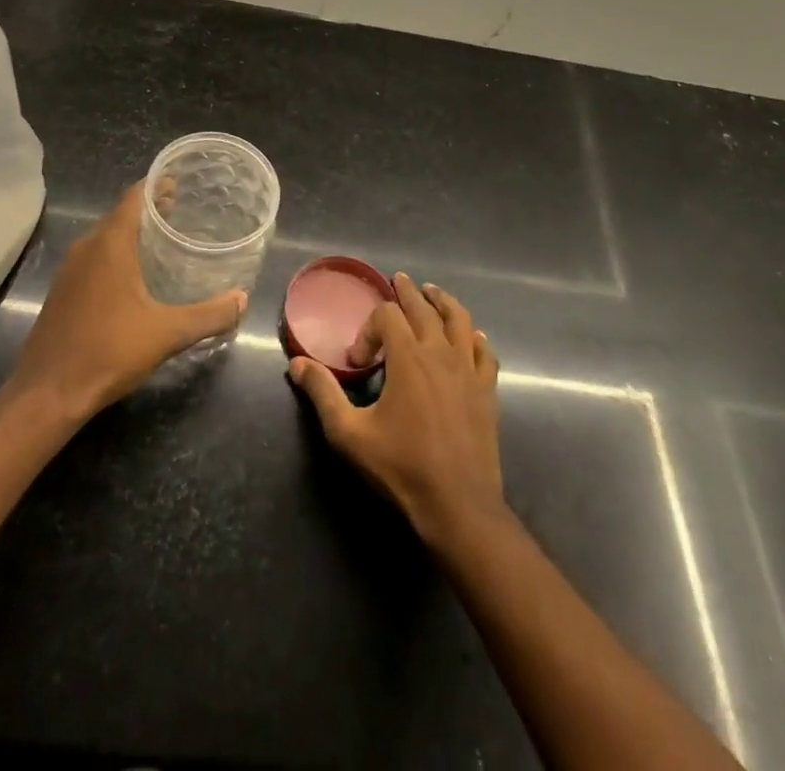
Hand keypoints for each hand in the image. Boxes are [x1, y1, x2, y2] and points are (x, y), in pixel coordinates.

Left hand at [10, 182, 247, 420]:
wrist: (47, 393)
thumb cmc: (108, 351)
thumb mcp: (167, 333)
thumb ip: (209, 315)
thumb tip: (242, 300)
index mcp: (110, 244)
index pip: (134, 196)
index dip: (157, 184)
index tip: (181, 181)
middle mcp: (87, 247)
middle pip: (121, 214)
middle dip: (151, 209)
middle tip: (183, 211)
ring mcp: (70, 270)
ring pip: (106, 237)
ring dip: (133, 233)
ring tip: (165, 240)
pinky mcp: (62, 291)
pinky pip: (95, 258)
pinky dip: (118, 254)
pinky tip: (136, 277)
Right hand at [288, 271, 503, 544]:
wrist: (458, 505)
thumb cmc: (401, 467)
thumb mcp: (349, 433)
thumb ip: (323, 393)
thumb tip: (298, 363)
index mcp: (408, 358)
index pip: (387, 316)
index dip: (368, 329)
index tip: (359, 362)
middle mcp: (440, 353)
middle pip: (424, 308)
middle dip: (408, 293)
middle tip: (398, 280)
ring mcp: (468, 370)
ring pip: (459, 321)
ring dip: (443, 302)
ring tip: (433, 293)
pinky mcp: (487, 390)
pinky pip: (484, 352)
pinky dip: (474, 338)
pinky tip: (470, 337)